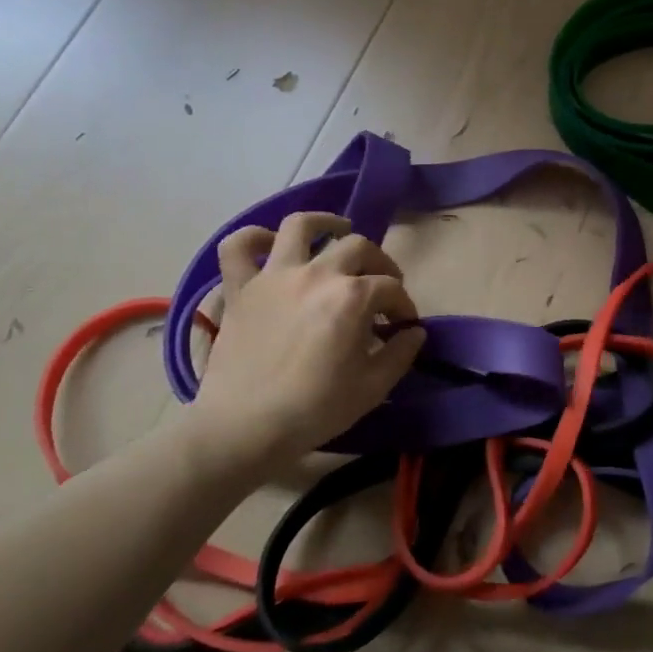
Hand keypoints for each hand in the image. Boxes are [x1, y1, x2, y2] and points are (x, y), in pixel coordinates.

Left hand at [185, 212, 425, 483]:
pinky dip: (252, 238)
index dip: (404, 305)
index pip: (391, 288)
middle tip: (382, 287)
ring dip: (325, 222)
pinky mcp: (240, 288)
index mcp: (352, 298)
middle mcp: (316, 274)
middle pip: (358, 247)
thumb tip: (414, 332)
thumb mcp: (373, 388)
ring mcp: (274, 276)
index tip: (404, 326)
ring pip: (301, 226)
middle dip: (380, 264)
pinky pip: (237, 247)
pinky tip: (270, 245)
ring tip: (337, 231)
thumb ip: (400, 354)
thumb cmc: (315, 410)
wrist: (244, 429)